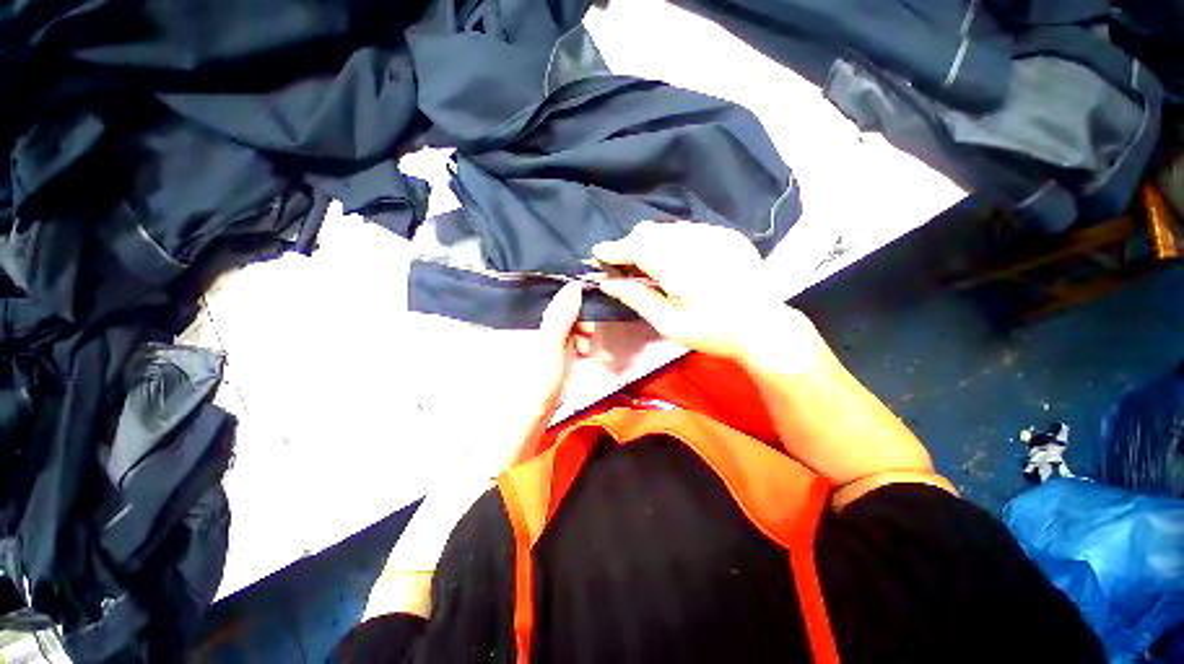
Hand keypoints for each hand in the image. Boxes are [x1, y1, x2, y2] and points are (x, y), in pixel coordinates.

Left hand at [467, 282, 589, 472]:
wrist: (524, 424)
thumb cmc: (534, 385)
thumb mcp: (550, 347)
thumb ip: (561, 317)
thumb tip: (573, 286)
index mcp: (526, 323)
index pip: (552, 300)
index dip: (573, 303)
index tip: (588, 317)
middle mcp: (530, 329)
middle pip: (559, 312)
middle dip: (578, 321)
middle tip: (589, 336)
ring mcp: (538, 343)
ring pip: (563, 327)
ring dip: (579, 334)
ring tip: (585, 350)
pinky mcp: (546, 357)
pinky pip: (564, 341)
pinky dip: (574, 345)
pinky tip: (580, 354)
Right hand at [593, 221, 803, 360]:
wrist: (764, 327)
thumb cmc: (713, 333)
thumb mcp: (669, 324)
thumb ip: (637, 298)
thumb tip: (607, 282)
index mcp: (682, 269)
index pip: (638, 248)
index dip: (615, 249)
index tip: (598, 254)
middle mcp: (698, 243)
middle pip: (650, 232)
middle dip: (632, 246)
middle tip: (627, 269)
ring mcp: (716, 235)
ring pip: (668, 229)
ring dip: (652, 244)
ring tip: (652, 267)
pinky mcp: (727, 234)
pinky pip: (689, 230)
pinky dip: (674, 242)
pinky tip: (679, 263)